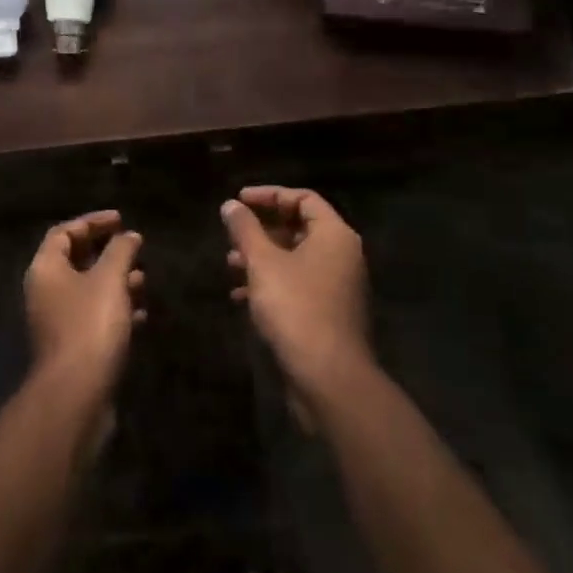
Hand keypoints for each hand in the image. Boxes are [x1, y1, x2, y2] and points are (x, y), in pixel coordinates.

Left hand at [25, 210, 145, 391]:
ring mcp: (57, 321)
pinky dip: (116, 309)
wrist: (76, 394)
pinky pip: (94, 317)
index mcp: (46, 269)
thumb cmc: (90, 325)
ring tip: (143, 280)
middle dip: (107, 253)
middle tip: (134, 248)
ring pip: (88, 290)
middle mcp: (46, 292)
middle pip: (75, 260)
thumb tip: (129, 236)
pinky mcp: (72, 346)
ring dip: (115, 281)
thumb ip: (120, 251)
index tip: (121, 220)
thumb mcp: (109, 279)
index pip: (64, 233)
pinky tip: (140, 314)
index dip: (92, 222)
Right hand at [222, 187, 369, 413]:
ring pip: (295, 259)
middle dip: (262, 229)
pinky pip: (298, 285)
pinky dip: (271, 283)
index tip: (239, 200)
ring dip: (262, 257)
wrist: (329, 378)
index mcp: (334, 235)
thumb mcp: (263, 263)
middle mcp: (342, 256)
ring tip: (230, 264)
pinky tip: (241, 297)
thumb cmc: (296, 308)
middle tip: (233, 234)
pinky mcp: (329, 313)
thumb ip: (245, 229)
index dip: (269, 195)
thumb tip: (231, 205)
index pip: (303, 198)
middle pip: (299, 227)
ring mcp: (338, 286)